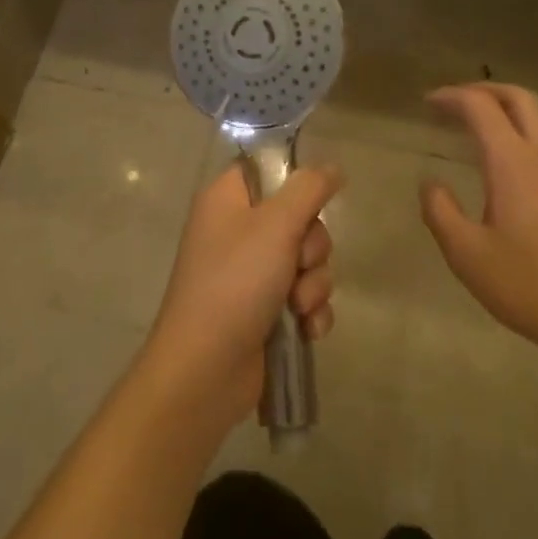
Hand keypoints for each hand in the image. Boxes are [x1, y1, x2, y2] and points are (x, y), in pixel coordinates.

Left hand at [143, 162, 340, 427]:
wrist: (205, 371)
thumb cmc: (235, 283)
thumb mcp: (276, 226)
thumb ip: (309, 189)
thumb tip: (332, 167)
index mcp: (228, 199)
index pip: (268, 169)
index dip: (294, 183)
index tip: (310, 203)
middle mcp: (238, 231)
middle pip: (298, 217)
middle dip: (311, 248)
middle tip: (298, 265)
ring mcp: (250, 273)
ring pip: (307, 261)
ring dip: (314, 285)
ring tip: (298, 307)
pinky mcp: (264, 311)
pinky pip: (304, 298)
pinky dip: (310, 313)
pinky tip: (306, 330)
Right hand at [421, 83, 537, 364]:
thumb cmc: (532, 284)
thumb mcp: (468, 255)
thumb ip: (441, 212)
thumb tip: (430, 184)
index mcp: (512, 161)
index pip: (480, 106)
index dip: (451, 97)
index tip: (427, 103)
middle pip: (518, 97)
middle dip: (484, 90)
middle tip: (455, 103)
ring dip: (508, 107)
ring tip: (481, 123)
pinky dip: (525, 129)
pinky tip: (512, 160)